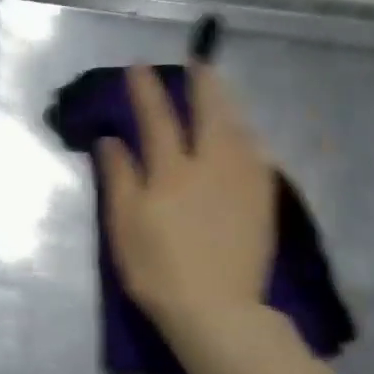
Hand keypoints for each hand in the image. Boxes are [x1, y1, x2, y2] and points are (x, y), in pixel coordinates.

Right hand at [99, 63, 277, 337]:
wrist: (218, 310)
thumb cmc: (158, 271)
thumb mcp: (124, 226)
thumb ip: (118, 178)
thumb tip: (110, 140)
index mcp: (171, 172)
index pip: (157, 119)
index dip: (147, 90)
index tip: (139, 66)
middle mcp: (211, 166)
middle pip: (210, 112)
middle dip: (203, 83)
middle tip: (199, 62)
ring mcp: (243, 181)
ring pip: (238, 128)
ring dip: (228, 103)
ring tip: (220, 90)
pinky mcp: (263, 200)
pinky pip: (256, 153)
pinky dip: (245, 134)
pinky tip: (243, 134)